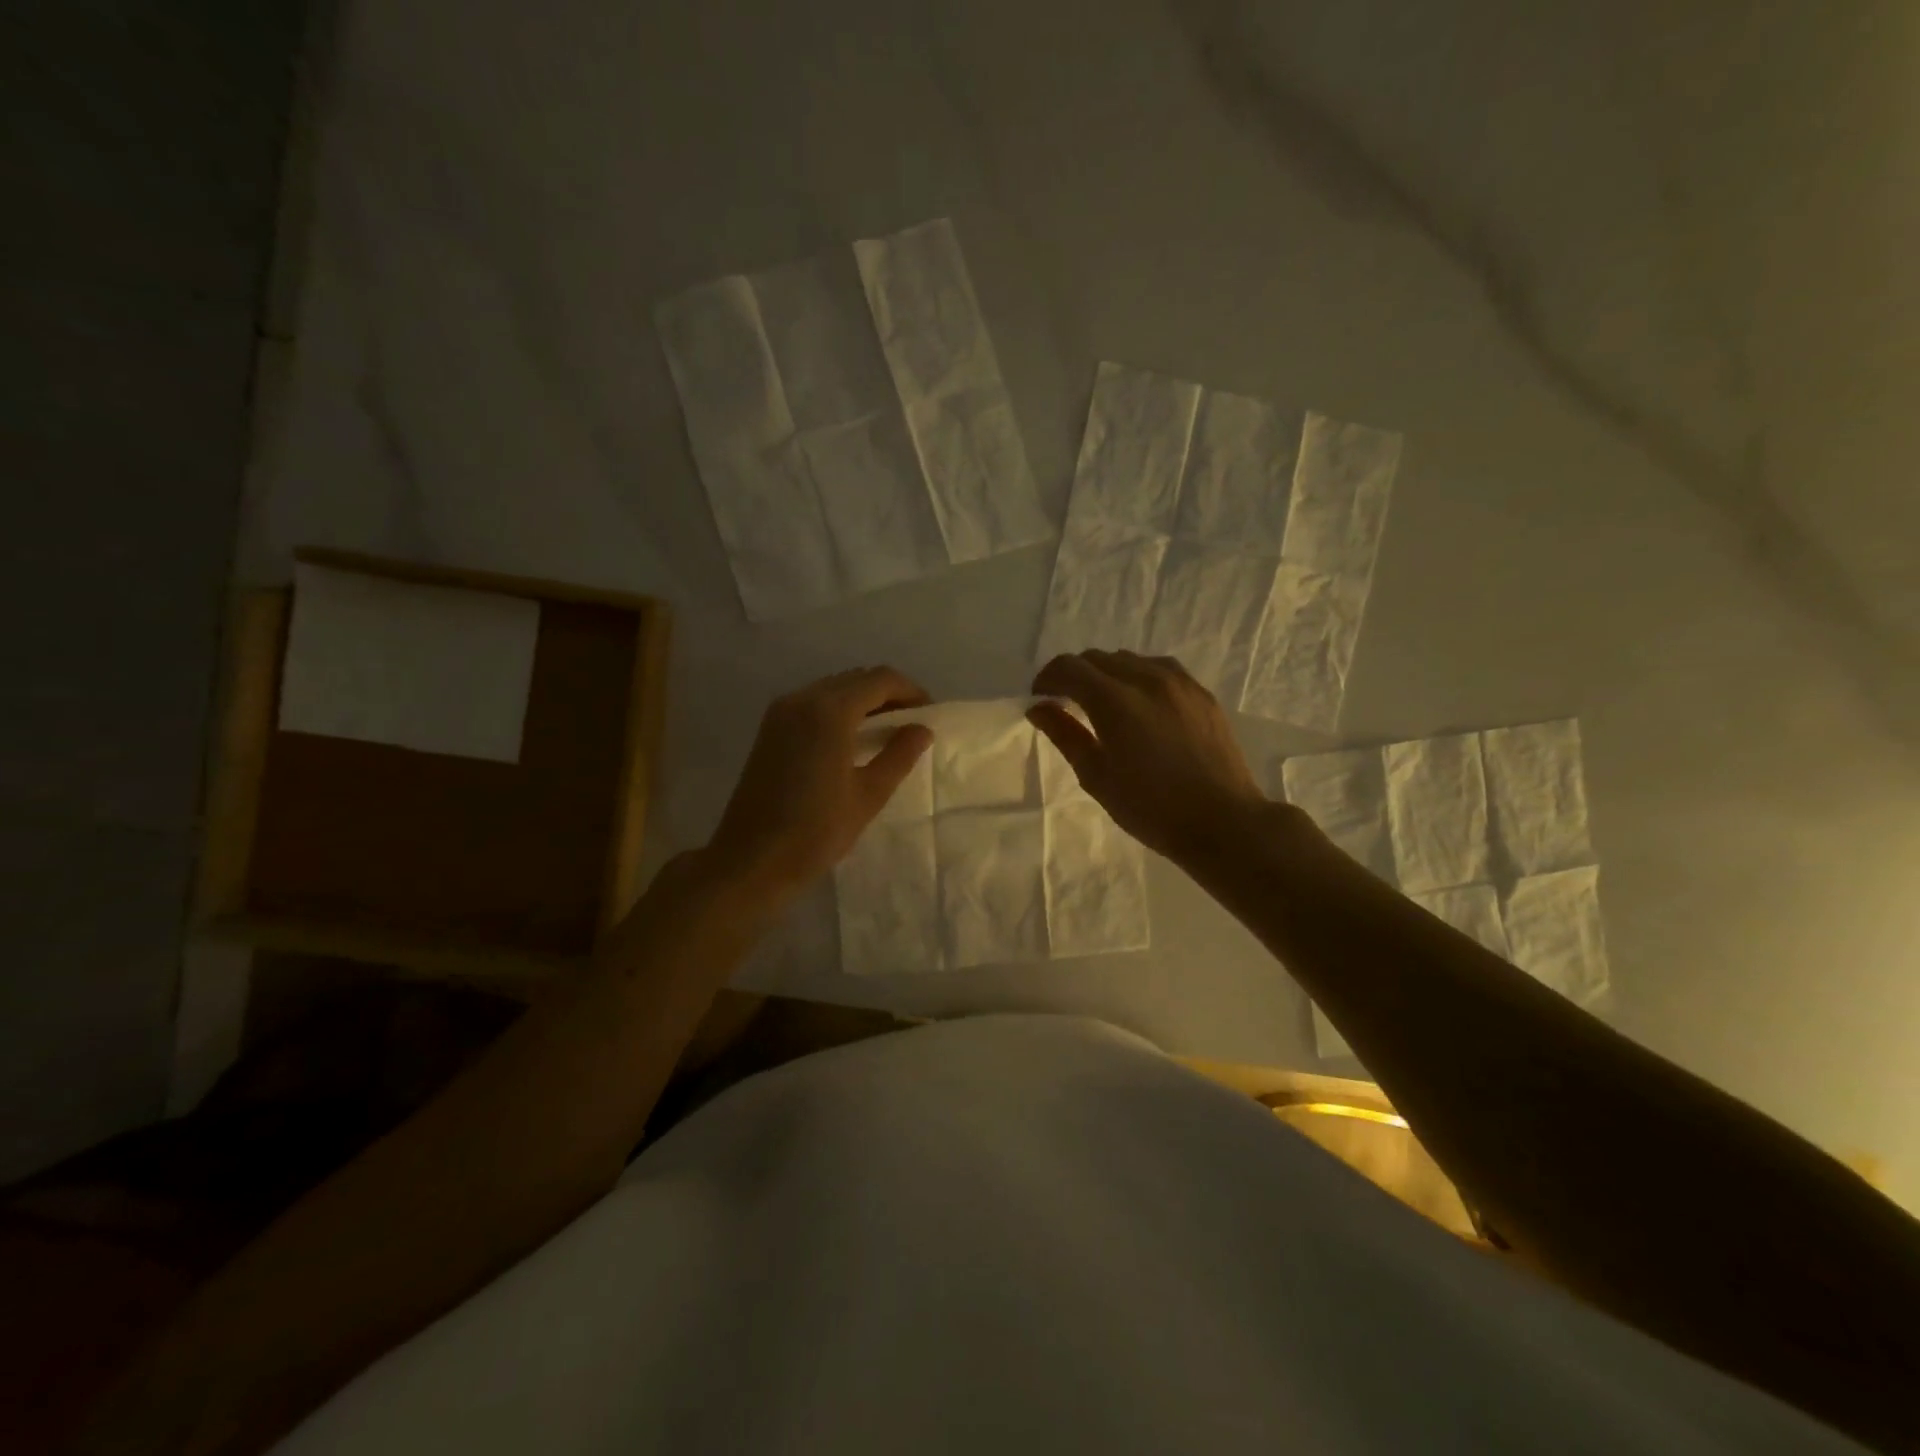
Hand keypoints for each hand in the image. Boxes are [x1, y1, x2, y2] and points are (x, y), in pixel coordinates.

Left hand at [708, 666, 934, 895]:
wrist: (751, 860)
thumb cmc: (816, 831)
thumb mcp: (869, 795)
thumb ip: (899, 755)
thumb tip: (921, 729)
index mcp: (830, 712)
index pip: (880, 680)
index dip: (910, 691)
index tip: (929, 715)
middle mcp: (803, 699)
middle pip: (856, 678)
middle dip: (888, 693)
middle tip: (911, 724)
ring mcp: (781, 712)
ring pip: (833, 688)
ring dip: (863, 700)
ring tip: (885, 732)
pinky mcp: (770, 728)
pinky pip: (813, 702)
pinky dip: (839, 709)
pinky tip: (851, 739)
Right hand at [1029, 651, 1267, 865]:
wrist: (1222, 821)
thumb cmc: (1150, 808)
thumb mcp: (1096, 776)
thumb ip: (1065, 735)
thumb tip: (1039, 708)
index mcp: (1115, 701)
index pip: (1069, 668)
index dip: (1047, 679)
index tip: (1040, 700)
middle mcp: (1146, 678)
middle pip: (1097, 658)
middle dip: (1075, 676)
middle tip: (1067, 705)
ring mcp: (1179, 682)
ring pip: (1129, 659)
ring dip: (1107, 674)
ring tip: (1104, 705)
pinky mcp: (1201, 692)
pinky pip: (1159, 669)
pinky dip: (1137, 677)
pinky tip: (1140, 705)